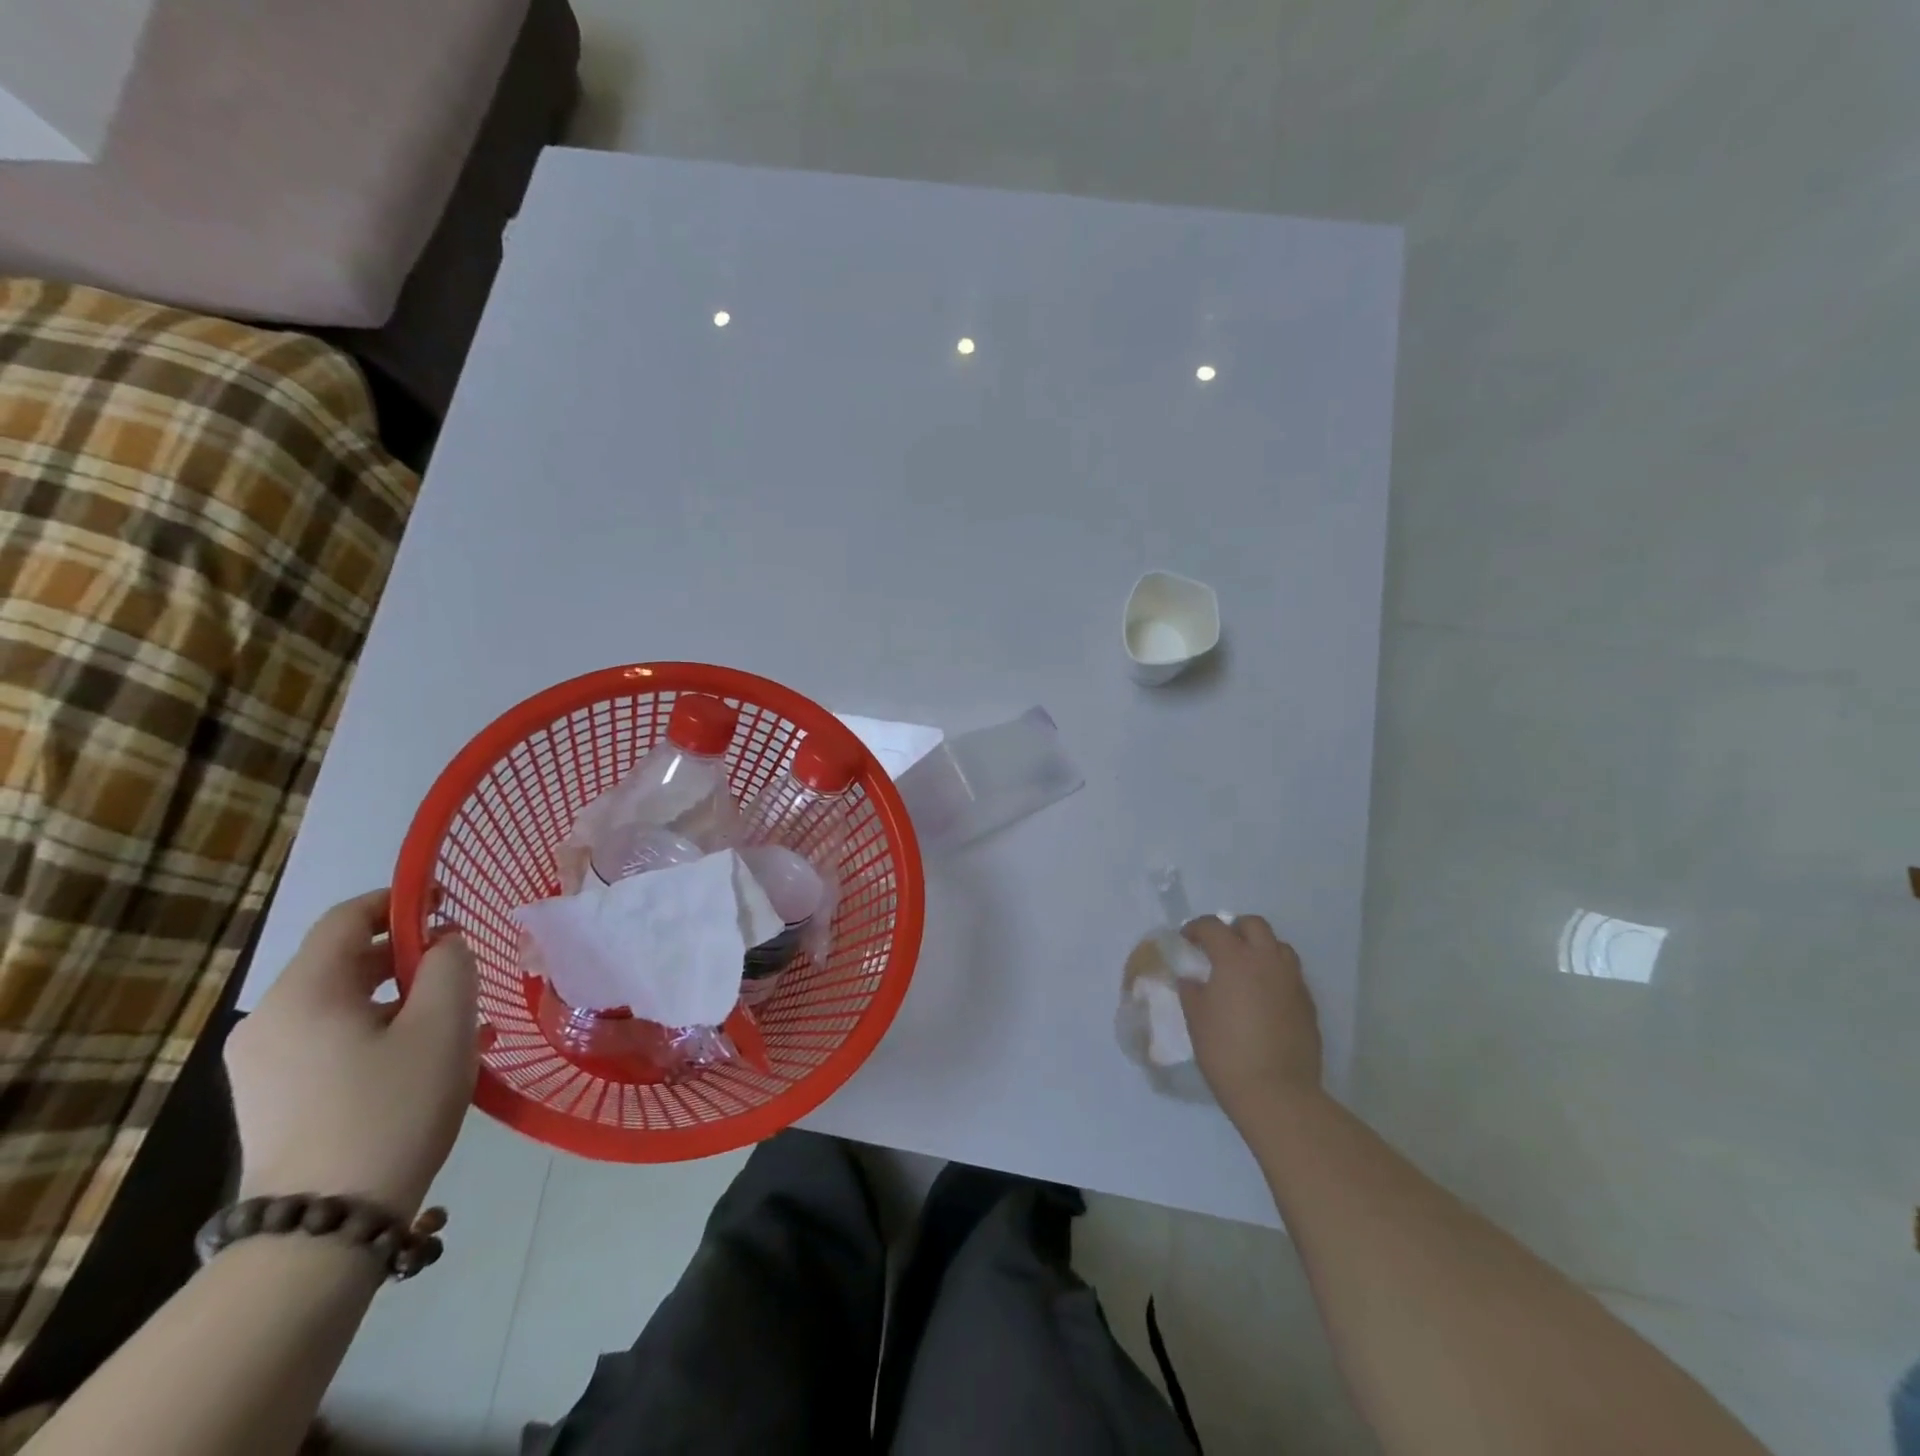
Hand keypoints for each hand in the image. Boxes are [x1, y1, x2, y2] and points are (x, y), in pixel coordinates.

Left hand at [226, 891, 478, 1215]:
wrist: (324, 1226)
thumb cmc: (392, 1108)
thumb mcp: (443, 1025)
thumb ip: (451, 964)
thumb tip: (443, 943)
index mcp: (304, 993)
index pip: (348, 918)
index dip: (400, 900)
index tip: (448, 903)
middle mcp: (270, 1020)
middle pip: (344, 962)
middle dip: (408, 955)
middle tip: (463, 970)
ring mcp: (263, 1064)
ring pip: (343, 1005)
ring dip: (400, 998)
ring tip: (457, 1021)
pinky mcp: (271, 1099)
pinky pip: (330, 1041)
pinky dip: (378, 1031)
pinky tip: (424, 1059)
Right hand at [1178, 915, 1322, 1125]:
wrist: (1277, 1093)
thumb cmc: (1226, 1051)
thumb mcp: (1196, 1018)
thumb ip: (1191, 990)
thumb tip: (1192, 980)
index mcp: (1235, 959)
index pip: (1213, 926)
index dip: (1196, 928)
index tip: (1186, 940)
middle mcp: (1267, 961)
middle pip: (1254, 925)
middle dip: (1234, 929)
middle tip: (1219, 948)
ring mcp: (1292, 981)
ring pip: (1279, 947)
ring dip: (1260, 949)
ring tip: (1246, 970)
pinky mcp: (1308, 1004)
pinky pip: (1291, 975)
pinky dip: (1275, 975)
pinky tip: (1263, 998)